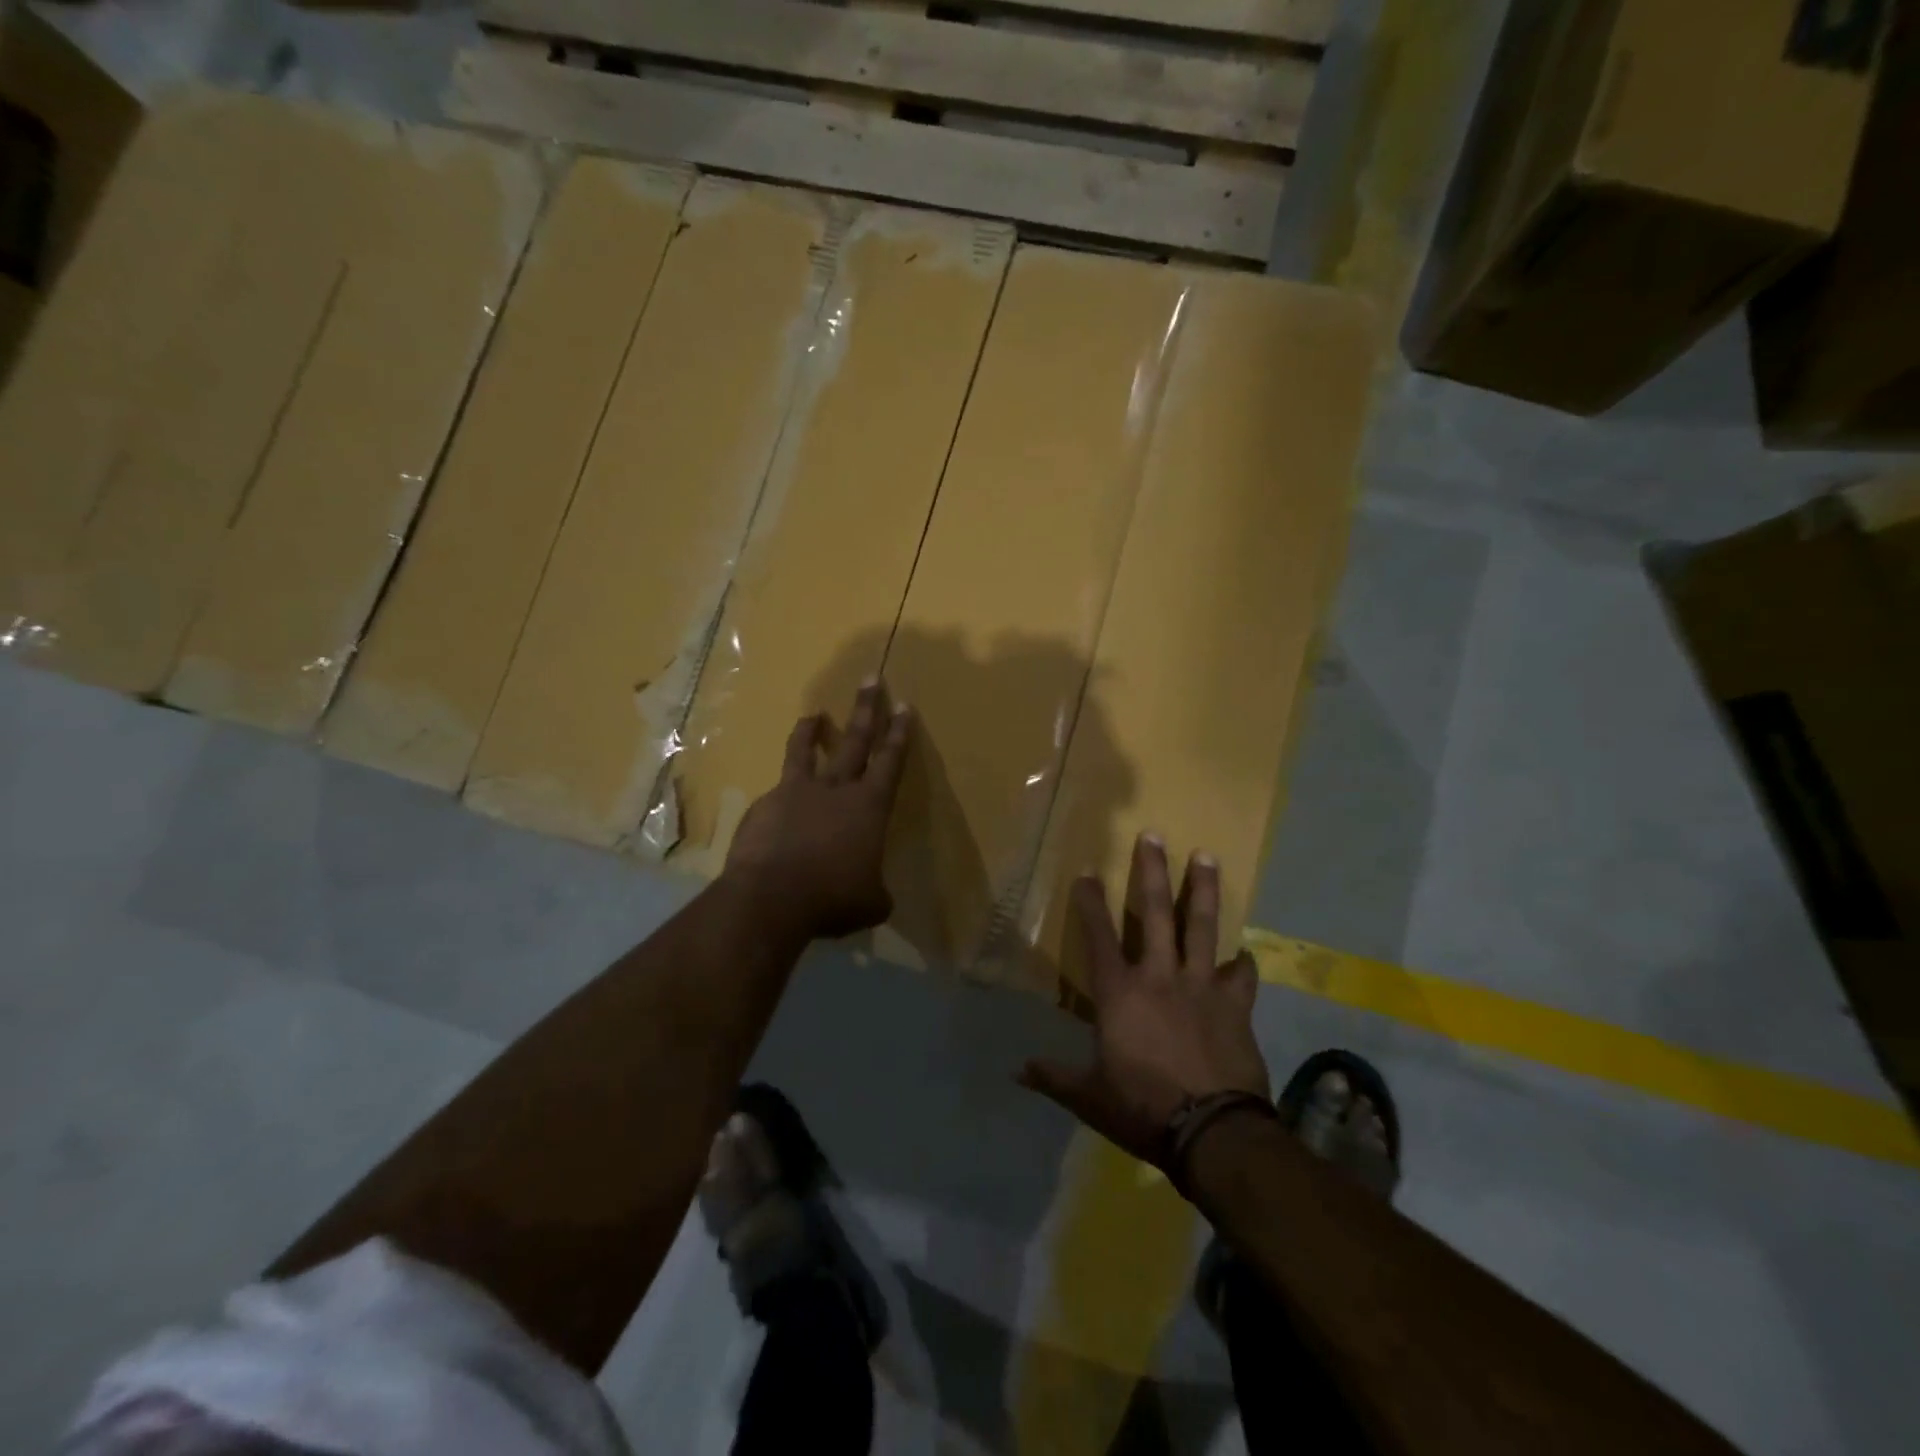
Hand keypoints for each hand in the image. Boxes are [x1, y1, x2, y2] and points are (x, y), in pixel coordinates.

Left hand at [723, 680, 911, 941]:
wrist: (771, 898)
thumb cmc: (832, 897)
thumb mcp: (869, 902)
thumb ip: (876, 892)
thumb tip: (876, 897)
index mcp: (869, 806)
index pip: (890, 762)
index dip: (899, 734)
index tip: (904, 705)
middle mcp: (835, 789)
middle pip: (854, 740)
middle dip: (866, 709)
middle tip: (871, 679)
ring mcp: (796, 793)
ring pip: (805, 751)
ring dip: (811, 731)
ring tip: (813, 715)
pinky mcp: (764, 806)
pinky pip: (777, 793)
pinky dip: (781, 795)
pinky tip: (775, 811)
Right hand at [1019, 833, 1268, 1166]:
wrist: (1212, 1131)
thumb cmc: (1143, 1108)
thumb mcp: (1090, 1097)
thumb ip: (1054, 1077)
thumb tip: (1015, 1071)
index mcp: (1120, 994)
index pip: (1098, 937)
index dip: (1090, 903)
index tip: (1088, 871)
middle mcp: (1159, 977)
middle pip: (1153, 914)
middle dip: (1151, 871)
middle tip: (1154, 834)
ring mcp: (1201, 987)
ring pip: (1201, 928)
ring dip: (1203, 890)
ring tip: (1207, 856)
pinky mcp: (1235, 1006)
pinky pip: (1242, 976)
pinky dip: (1244, 964)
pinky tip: (1246, 954)